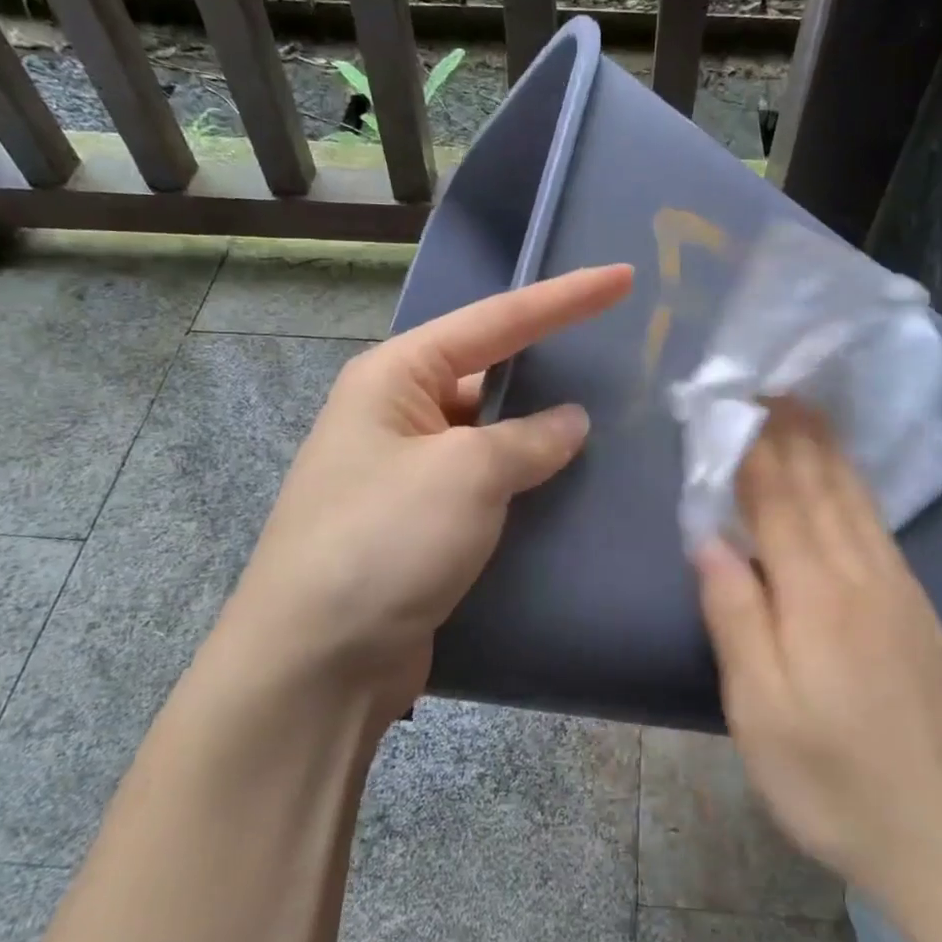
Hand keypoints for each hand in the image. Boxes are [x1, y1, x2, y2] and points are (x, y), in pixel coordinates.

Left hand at [214, 264, 633, 727]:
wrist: (316, 664)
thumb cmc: (384, 541)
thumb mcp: (466, 474)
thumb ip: (528, 440)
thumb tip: (571, 423)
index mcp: (396, 376)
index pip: (496, 321)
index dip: (564, 298)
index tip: (624, 278)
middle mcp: (398, 414)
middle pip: (492, 374)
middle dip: (553, 369)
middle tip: (625, 360)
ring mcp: (408, 473)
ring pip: (493, 436)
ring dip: (543, 435)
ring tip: (617, 424)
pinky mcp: (422, 525)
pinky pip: (487, 486)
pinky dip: (527, 483)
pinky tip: (573, 488)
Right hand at [693, 402, 941, 927]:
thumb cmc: (837, 782)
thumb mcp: (762, 713)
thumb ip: (735, 618)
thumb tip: (708, 540)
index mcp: (815, 594)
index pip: (775, 498)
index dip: (753, 446)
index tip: (736, 399)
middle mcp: (861, 575)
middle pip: (819, 485)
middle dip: (790, 430)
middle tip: (771, 381)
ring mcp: (898, 590)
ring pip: (854, 499)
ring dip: (825, 447)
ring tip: (806, 406)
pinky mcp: (919, 611)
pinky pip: (877, 525)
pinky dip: (855, 486)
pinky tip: (848, 478)